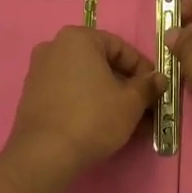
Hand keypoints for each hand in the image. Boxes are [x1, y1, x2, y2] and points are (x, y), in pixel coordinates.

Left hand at [5, 27, 164, 177]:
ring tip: (129, 123)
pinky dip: (88, 104)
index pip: (121, 48)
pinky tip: (103, 126)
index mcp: (78, 38)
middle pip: (101, 64)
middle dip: (126, 87)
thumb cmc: (92, 118)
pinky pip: (68, 93)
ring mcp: (40, 71)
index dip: (143, 70)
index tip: (155, 90)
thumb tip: (159, 79)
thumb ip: (147, 86)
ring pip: (86, 81)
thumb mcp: (130, 103)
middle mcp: (55, 47)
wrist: (44, 154)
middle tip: (145, 109)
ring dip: (109, 98)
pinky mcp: (32, 95)